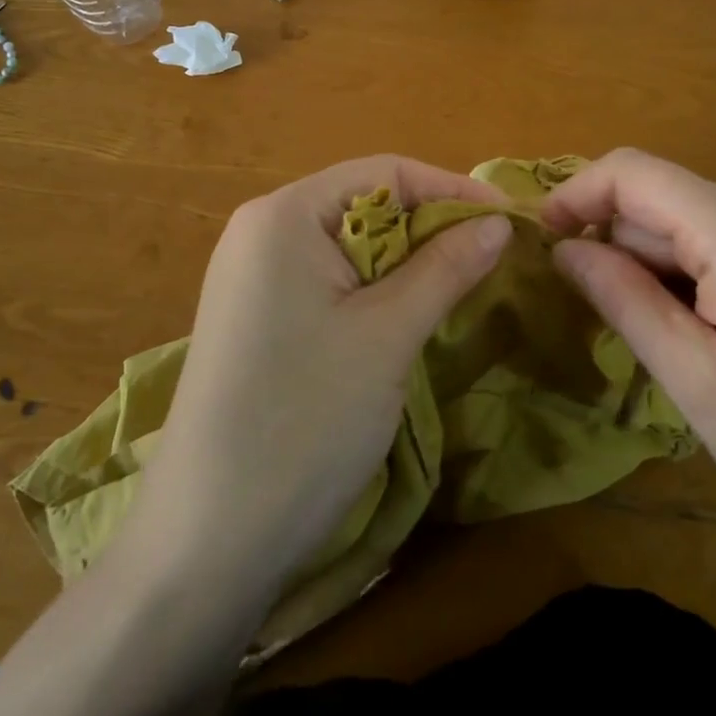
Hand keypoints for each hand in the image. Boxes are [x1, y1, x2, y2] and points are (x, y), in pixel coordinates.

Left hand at [136, 156, 510, 598]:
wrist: (207, 543)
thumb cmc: (304, 421)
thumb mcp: (388, 335)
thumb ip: (446, 267)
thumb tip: (497, 222)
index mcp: (284, 215)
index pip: (383, 172)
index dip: (451, 189)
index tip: (508, 220)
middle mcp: (261, 230)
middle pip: (364, 204)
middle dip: (430, 227)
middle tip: (491, 258)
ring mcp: (252, 276)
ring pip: (350, 245)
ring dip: (407, 262)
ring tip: (460, 286)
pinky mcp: (256, 316)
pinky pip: (328, 280)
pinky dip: (375, 290)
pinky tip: (406, 318)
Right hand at [542, 149, 715, 587]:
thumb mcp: (700, 387)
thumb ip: (625, 302)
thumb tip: (564, 248)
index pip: (633, 171)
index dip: (577, 194)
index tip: (543, 243)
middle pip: (664, 200)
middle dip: (622, 249)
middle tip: (611, 326)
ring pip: (695, 221)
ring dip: (661, 268)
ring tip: (675, 348)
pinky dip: (699, 273)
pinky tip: (715, 336)